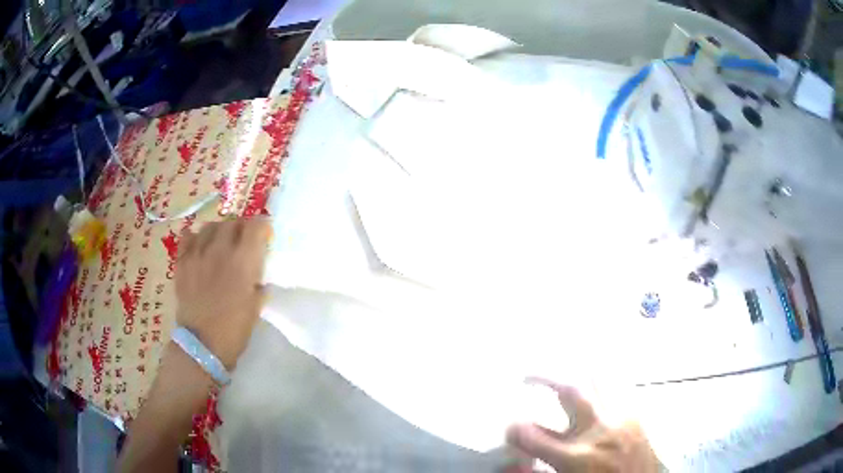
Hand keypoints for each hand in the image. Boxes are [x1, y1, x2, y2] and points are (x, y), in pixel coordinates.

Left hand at [175, 219, 269, 369]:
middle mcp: (220, 250)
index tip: (265, 235)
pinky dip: (196, 237)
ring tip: (221, 242)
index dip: (263, 227)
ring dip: (220, 230)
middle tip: (244, 240)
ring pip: (210, 226)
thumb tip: (257, 272)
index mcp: (243, 261)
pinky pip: (188, 237)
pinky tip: (200, 246)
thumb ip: (258, 282)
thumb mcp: (256, 306)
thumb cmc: (234, 330)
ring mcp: (198, 254)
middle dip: (241, 228)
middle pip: (232, 222)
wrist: (202, 345)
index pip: (255, 225)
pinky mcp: (182, 262)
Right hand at [506, 378, 658, 472]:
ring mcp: (620, 418)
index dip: (514, 428)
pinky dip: (599, 379)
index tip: (509, 424)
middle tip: (528, 375)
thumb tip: (510, 464)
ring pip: (597, 379)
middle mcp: (598, 432)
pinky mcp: (636, 414)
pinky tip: (593, 377)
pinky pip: (615, 386)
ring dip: (575, 371)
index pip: (533, 436)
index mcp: (575, 458)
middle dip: (543, 376)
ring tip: (561, 368)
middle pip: (569, 391)